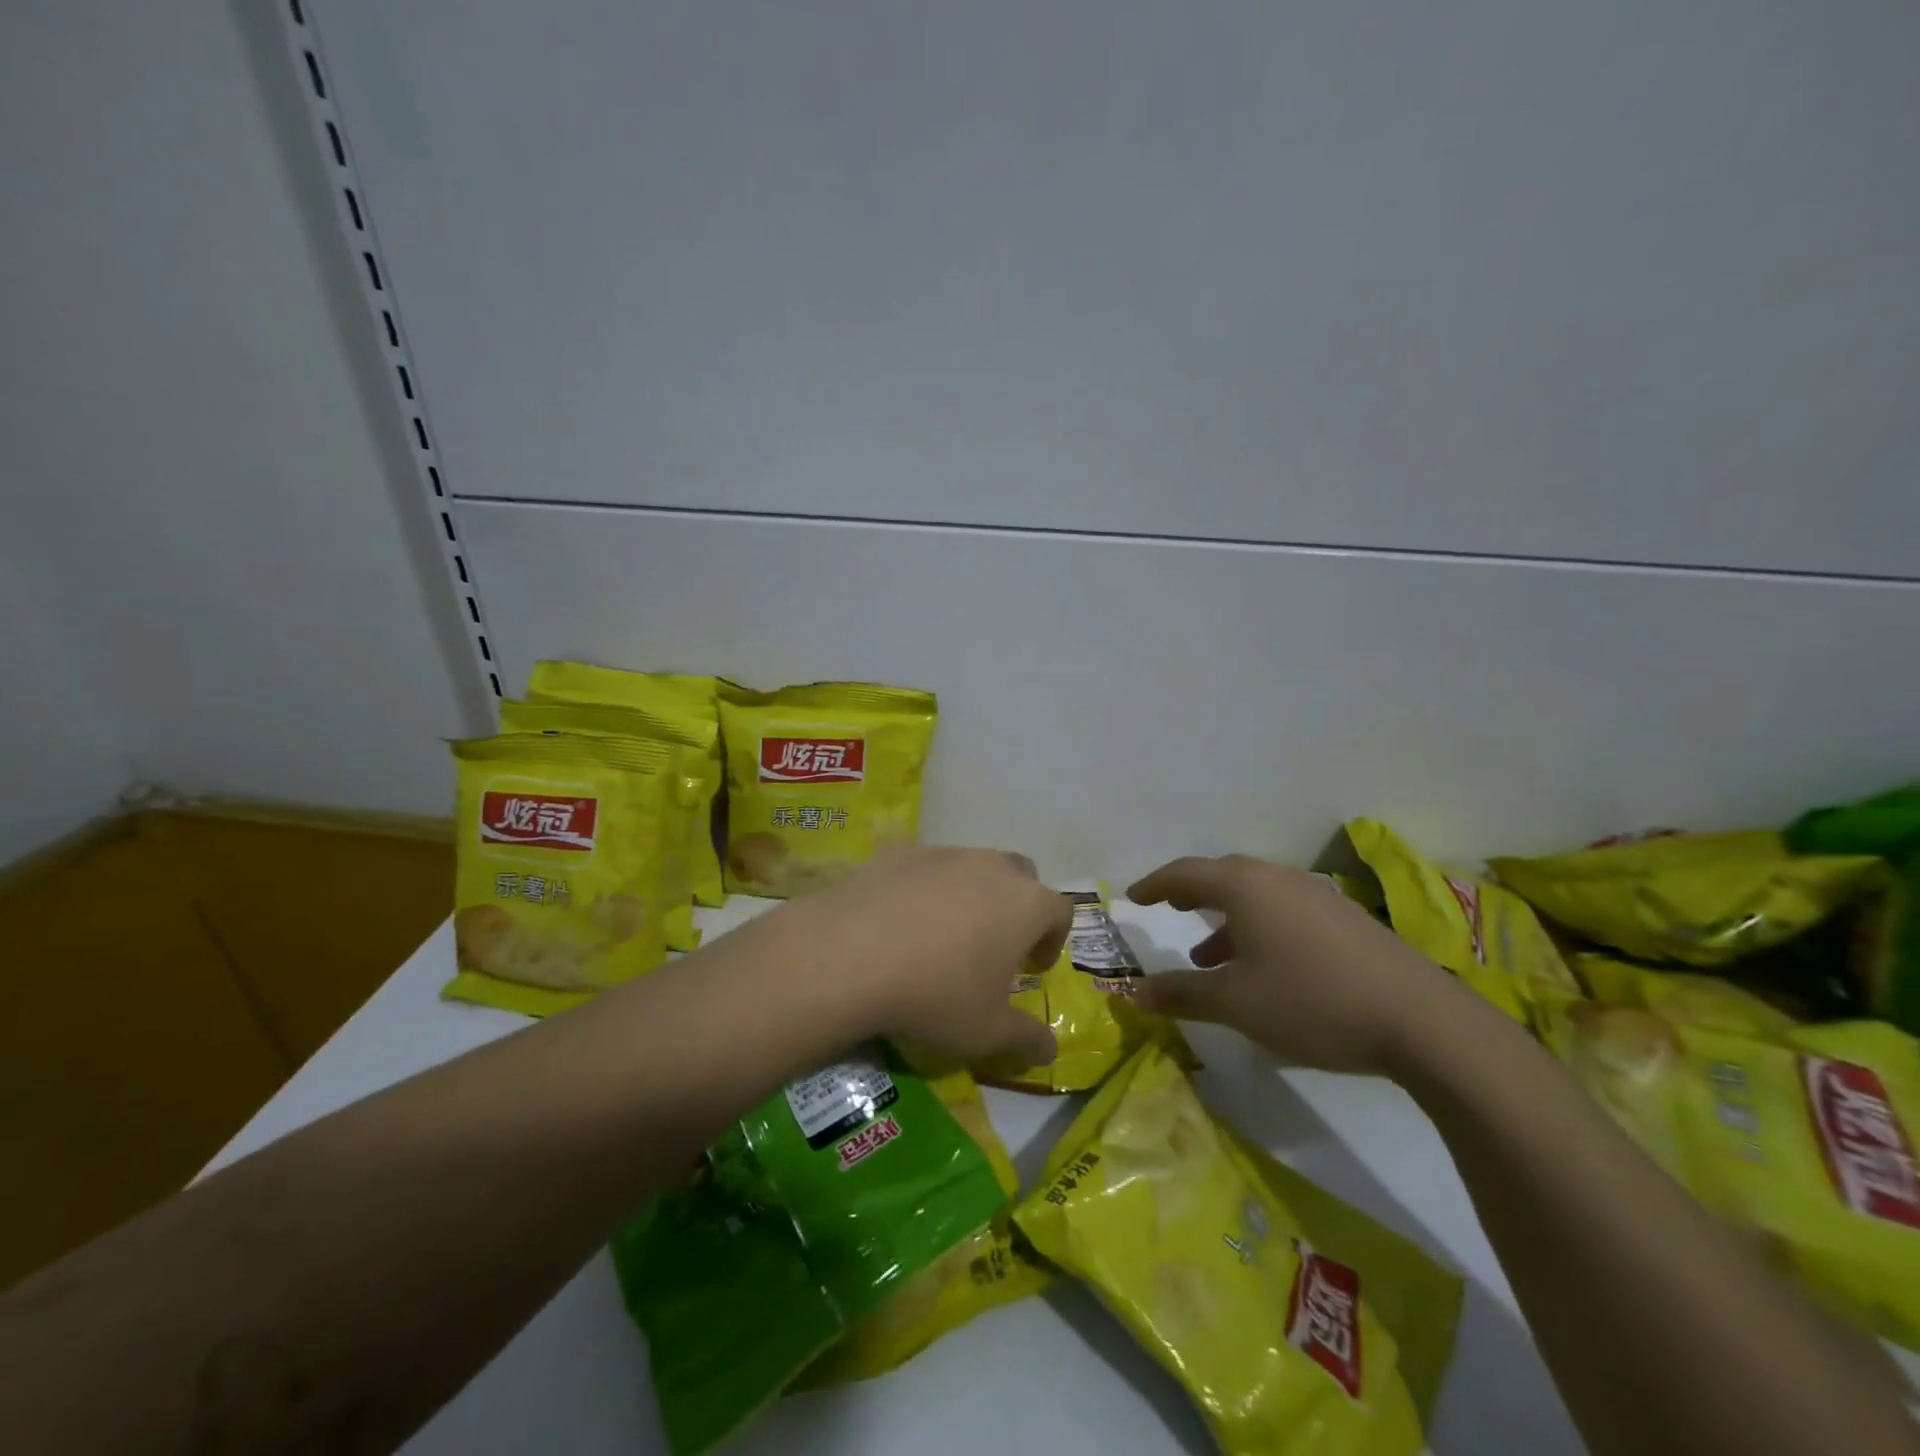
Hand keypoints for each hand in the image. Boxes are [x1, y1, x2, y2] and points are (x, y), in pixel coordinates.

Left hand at [792, 845, 1070, 1068]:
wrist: (851, 954)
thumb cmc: (936, 994)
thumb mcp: (987, 1031)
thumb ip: (1026, 1038)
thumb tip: (1050, 1050)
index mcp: (1025, 903)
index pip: (1059, 910)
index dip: (1053, 940)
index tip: (1033, 968)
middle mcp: (991, 867)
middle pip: (1020, 876)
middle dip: (1017, 906)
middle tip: (996, 945)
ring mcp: (944, 853)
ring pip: (972, 866)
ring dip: (972, 894)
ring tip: (945, 935)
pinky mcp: (900, 852)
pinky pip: (926, 867)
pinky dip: (926, 889)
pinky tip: (901, 921)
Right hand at [1128, 854, 1461, 1075]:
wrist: (1421, 1021)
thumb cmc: (1310, 1001)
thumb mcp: (1235, 1003)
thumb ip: (1181, 994)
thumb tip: (1133, 993)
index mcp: (1244, 887)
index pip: (1185, 873)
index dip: (1154, 885)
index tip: (1133, 898)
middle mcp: (1278, 879)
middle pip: (1223, 876)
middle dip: (1191, 894)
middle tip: (1170, 909)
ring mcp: (1317, 896)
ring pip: (1256, 896)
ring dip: (1226, 919)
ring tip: (1209, 956)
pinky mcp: (1346, 919)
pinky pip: (1285, 911)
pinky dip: (1259, 928)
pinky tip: (1265, 967)